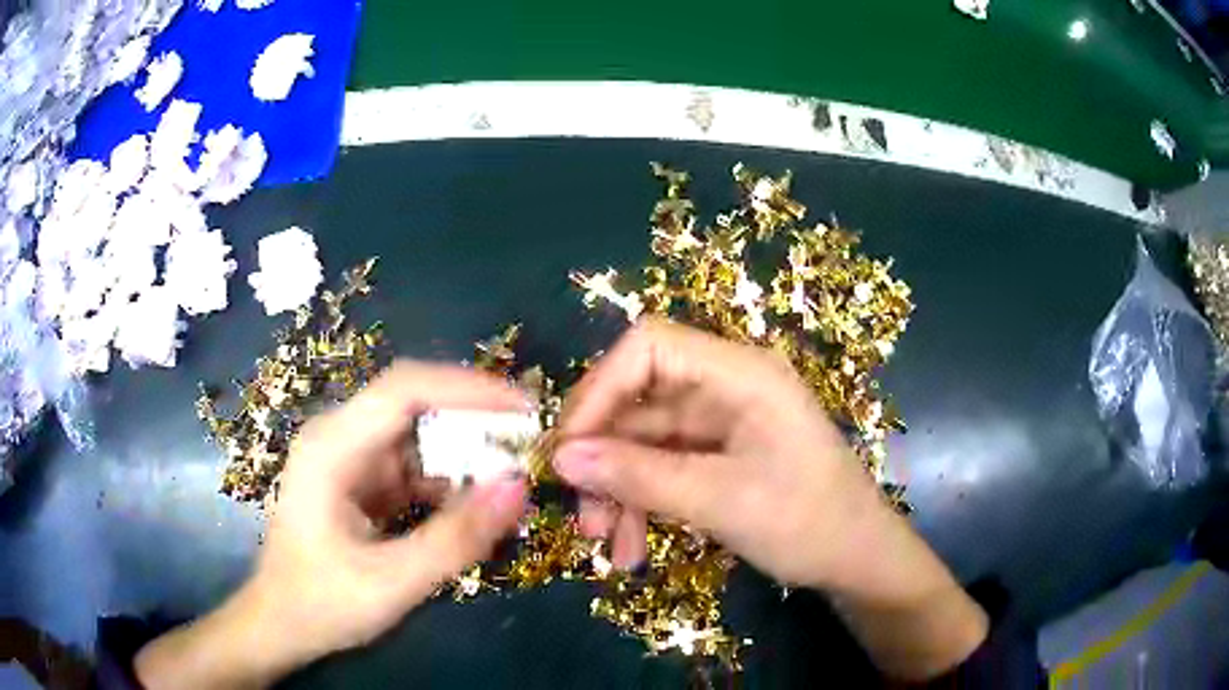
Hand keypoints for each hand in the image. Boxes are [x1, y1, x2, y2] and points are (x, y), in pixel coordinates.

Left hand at [135, 362, 530, 688]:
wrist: (280, 624)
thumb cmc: (321, 603)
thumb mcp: (392, 582)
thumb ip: (455, 539)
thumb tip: (517, 488)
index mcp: (332, 448)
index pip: (404, 389)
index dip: (468, 388)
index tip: (524, 407)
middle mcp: (339, 439)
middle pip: (414, 405)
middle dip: (474, 420)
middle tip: (529, 443)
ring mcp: (349, 460)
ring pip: (419, 437)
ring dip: (465, 454)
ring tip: (514, 475)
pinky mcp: (361, 482)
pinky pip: (413, 467)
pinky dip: (449, 481)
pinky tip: (478, 504)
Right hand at [554, 317, 882, 587]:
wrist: (858, 559)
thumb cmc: (808, 522)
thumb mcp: (721, 501)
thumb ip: (639, 476)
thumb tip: (560, 457)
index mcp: (740, 374)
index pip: (649, 347)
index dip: (600, 389)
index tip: (568, 448)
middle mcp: (726, 387)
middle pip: (638, 402)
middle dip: (604, 459)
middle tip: (583, 517)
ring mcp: (722, 423)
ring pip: (644, 443)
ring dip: (619, 492)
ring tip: (611, 547)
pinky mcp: (719, 455)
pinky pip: (662, 468)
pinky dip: (642, 504)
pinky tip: (634, 548)